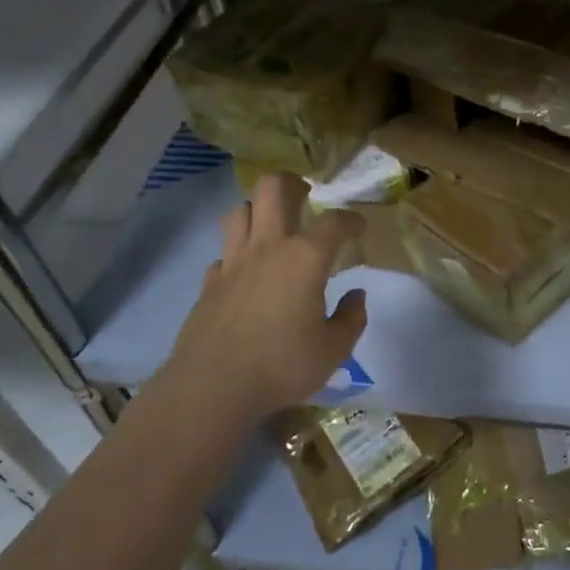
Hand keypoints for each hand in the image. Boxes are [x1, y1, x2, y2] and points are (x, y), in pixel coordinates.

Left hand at [159, 173, 368, 424]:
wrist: (213, 386)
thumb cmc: (282, 366)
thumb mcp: (334, 350)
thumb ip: (351, 318)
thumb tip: (356, 295)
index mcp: (305, 258)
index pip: (335, 222)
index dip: (351, 220)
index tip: (359, 227)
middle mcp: (268, 247)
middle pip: (273, 188)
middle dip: (292, 183)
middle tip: (305, 197)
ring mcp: (233, 261)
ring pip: (240, 210)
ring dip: (258, 210)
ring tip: (272, 226)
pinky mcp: (210, 282)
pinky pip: (223, 252)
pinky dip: (237, 253)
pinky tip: (245, 271)